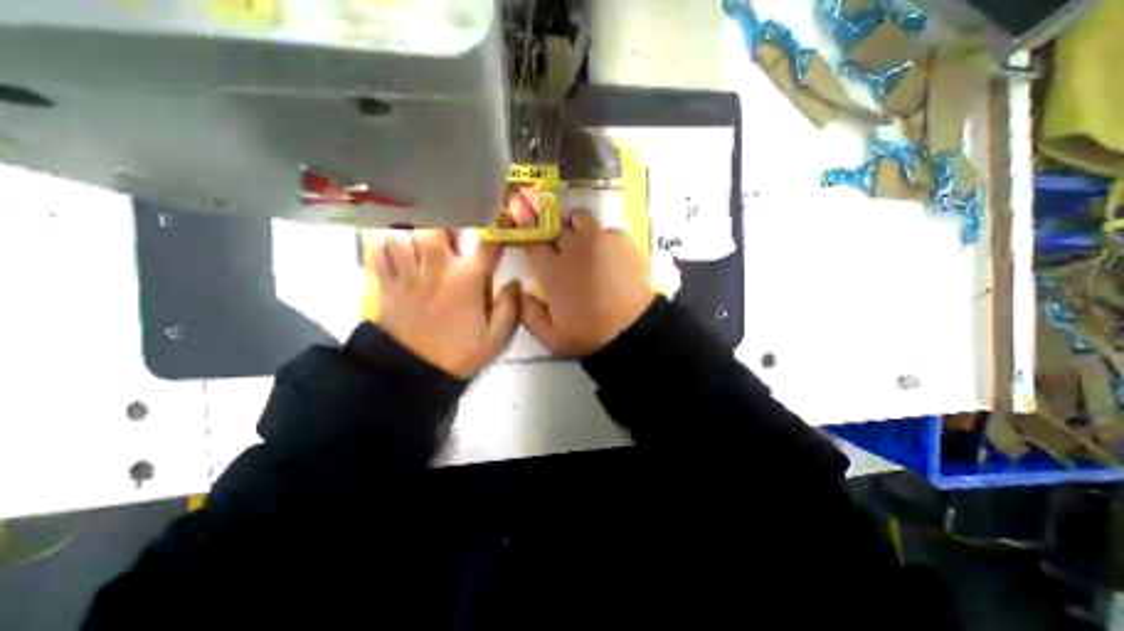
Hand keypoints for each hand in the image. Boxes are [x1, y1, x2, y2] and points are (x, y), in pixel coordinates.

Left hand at [371, 226, 521, 377]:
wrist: (413, 373)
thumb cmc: (458, 353)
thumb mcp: (495, 340)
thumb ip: (510, 310)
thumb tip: (516, 282)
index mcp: (467, 281)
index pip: (486, 244)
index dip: (495, 229)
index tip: (500, 222)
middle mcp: (436, 269)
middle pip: (436, 225)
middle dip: (447, 219)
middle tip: (453, 228)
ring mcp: (407, 274)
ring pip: (404, 232)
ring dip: (415, 228)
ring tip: (423, 233)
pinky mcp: (386, 282)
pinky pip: (377, 250)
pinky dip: (383, 240)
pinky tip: (395, 242)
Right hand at [513, 190, 660, 359]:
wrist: (633, 330)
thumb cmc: (589, 334)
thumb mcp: (549, 337)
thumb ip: (528, 313)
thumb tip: (523, 291)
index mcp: (553, 271)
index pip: (532, 241)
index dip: (526, 232)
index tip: (526, 231)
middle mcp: (574, 249)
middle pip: (554, 223)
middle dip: (551, 230)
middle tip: (557, 244)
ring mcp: (600, 241)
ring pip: (581, 218)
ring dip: (576, 226)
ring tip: (582, 242)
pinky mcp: (623, 241)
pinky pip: (606, 229)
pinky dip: (602, 237)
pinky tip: (608, 255)